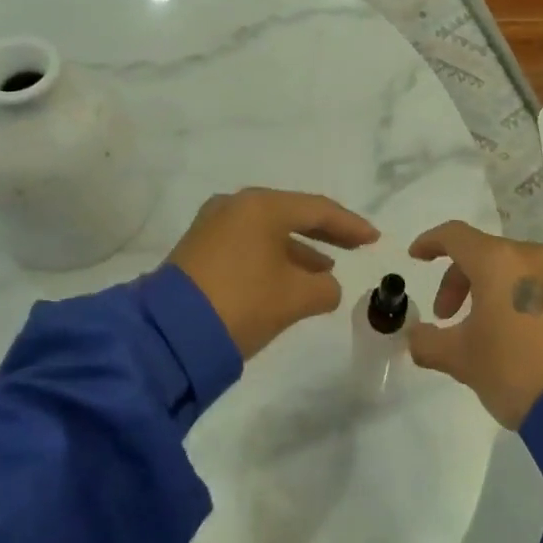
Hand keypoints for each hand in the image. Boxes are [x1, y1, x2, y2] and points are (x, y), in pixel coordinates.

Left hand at [169, 188, 378, 359]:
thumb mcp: (295, 298)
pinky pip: (247, 244)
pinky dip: (272, 257)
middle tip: (354, 245)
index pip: (318, 209)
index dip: (350, 225)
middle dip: (325, 232)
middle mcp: (235, 206)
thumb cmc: (242, 303)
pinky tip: (287, 278)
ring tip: (325, 269)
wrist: (168, 336)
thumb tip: (326, 284)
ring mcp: (212, 226)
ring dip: (298, 249)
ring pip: (267, 231)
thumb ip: (325, 288)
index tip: (374, 239)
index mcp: (261, 206)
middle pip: (291, 214)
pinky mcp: (198, 250)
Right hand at [405, 222, 542, 428]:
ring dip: (485, 291)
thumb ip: (429, 342)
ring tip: (478, 330)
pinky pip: (535, 286)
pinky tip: (510, 336)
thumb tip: (415, 336)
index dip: (431, 242)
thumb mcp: (461, 359)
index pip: (455, 235)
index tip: (416, 257)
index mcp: (498, 261)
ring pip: (511, 269)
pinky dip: (513, 299)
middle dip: (457, 280)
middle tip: (445, 316)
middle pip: (483, 253)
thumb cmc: (514, 368)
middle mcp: (531, 257)